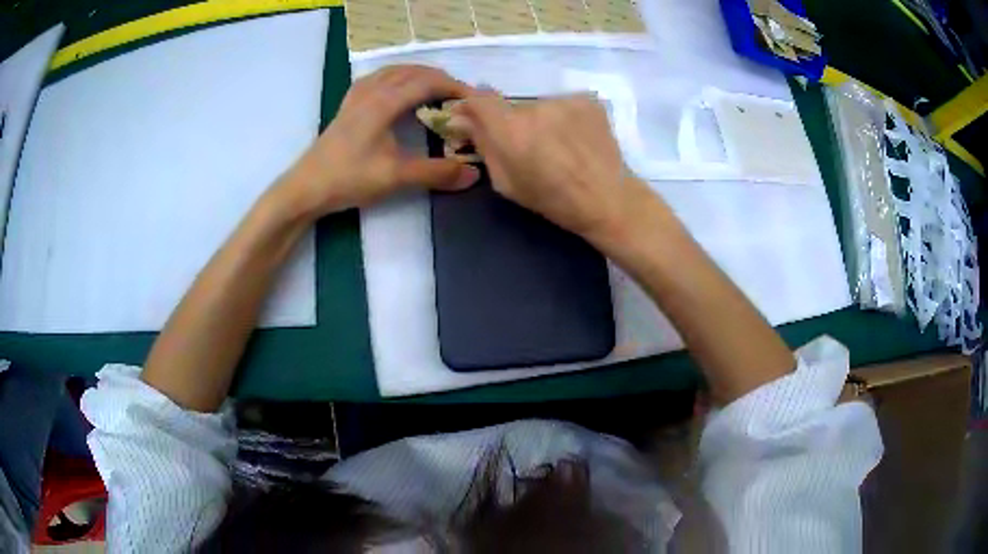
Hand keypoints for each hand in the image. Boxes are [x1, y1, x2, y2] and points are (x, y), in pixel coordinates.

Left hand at [278, 65, 480, 218]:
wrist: (306, 188)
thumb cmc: (349, 178)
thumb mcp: (396, 176)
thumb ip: (436, 173)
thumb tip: (473, 174)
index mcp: (384, 101)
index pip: (427, 82)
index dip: (453, 87)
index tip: (474, 99)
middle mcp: (371, 91)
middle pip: (411, 71)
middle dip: (438, 78)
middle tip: (459, 95)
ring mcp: (356, 97)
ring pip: (392, 72)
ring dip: (417, 75)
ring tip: (434, 88)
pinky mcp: (347, 106)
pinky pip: (376, 80)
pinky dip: (395, 78)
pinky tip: (395, 90)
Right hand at [453, 91, 655, 241]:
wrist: (608, 198)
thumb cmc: (552, 199)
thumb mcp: (505, 182)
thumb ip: (483, 145)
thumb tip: (461, 118)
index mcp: (510, 129)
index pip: (480, 99)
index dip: (473, 105)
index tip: (475, 116)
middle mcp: (535, 107)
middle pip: (514, 107)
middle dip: (515, 123)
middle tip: (532, 147)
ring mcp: (565, 100)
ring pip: (541, 106)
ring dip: (543, 121)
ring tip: (561, 146)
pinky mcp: (587, 100)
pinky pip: (564, 106)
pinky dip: (566, 119)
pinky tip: (578, 139)